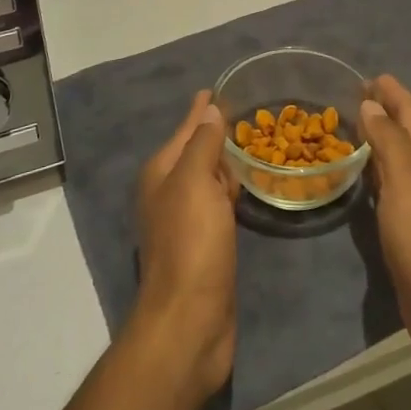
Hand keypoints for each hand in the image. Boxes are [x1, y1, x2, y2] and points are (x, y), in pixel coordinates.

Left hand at [132, 90, 238, 403]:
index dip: (202, 110)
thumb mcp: (194, 183)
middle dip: (215, 133)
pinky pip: (218, 205)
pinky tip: (244, 188)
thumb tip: (210, 110)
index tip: (217, 87)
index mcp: (162, 173)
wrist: (190, 321)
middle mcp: (169, 193)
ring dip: (224, 164)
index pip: (187, 129)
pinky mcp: (204, 246)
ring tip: (248, 145)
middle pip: (196, 152)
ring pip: (208, 180)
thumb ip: (202, 144)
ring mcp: (185, 221)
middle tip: (244, 114)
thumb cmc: (191, 243)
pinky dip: (230, 193)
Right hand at [358, 74, 410, 369]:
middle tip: (353, 97)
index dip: (391, 91)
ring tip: (351, 127)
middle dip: (383, 111)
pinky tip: (361, 174)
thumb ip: (388, 137)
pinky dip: (375, 170)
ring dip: (378, 139)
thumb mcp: (405, 174)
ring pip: (398, 157)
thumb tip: (371, 105)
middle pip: (406, 130)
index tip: (368, 76)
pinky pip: (390, 184)